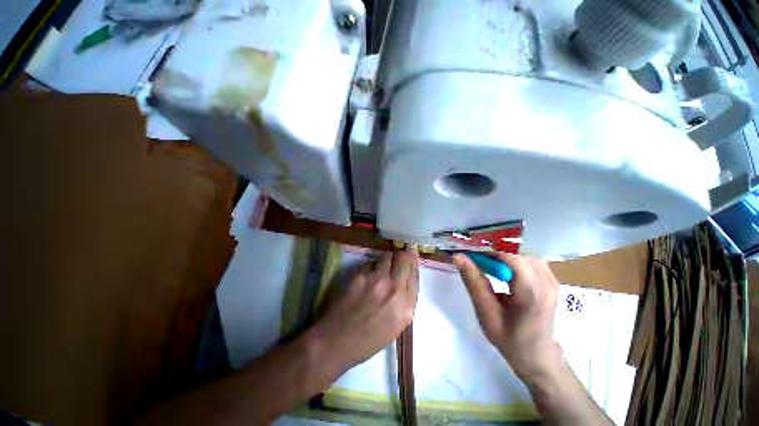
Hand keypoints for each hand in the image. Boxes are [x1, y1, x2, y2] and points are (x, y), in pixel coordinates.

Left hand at [310, 247, 419, 372]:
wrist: (336, 342)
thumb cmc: (367, 341)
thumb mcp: (396, 326)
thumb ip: (405, 301)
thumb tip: (406, 279)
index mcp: (406, 307)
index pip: (415, 274)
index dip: (414, 261)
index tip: (412, 254)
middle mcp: (394, 290)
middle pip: (404, 259)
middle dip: (404, 253)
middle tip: (402, 249)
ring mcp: (377, 281)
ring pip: (387, 256)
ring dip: (387, 257)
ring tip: (383, 263)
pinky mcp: (360, 276)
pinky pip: (370, 263)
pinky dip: (371, 266)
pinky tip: (367, 275)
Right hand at [452, 253, 560, 380]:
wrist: (539, 357)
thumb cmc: (510, 340)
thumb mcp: (486, 313)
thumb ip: (473, 282)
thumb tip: (457, 256)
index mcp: (532, 292)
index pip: (511, 256)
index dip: (488, 249)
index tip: (469, 251)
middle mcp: (547, 281)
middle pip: (517, 251)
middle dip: (493, 249)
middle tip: (474, 256)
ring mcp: (552, 279)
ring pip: (522, 252)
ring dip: (502, 253)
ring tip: (485, 261)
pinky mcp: (550, 279)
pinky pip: (528, 258)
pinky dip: (511, 258)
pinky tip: (500, 268)